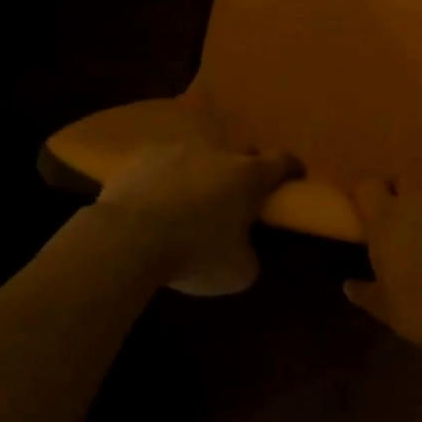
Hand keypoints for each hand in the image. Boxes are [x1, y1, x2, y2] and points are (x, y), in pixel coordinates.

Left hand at [97, 142, 300, 295]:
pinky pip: (161, 163)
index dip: (292, 169)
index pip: (284, 161)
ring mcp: (178, 149)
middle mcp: (218, 153)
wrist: (128, 238)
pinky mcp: (142, 155)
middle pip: (241, 153)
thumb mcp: (238, 273)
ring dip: (201, 173)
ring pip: (199, 155)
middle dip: (244, 171)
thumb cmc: (194, 254)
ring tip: (189, 200)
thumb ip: (250, 255)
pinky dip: (164, 177)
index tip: (293, 179)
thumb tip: (245, 250)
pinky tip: (153, 200)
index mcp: (249, 176)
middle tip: (236, 198)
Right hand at [345, 181, 421, 363]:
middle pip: (403, 183)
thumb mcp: (389, 311)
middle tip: (405, 227)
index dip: (367, 197)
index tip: (368, 213)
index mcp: (388, 219)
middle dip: (401, 199)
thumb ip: (366, 292)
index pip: (367, 187)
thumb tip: (349, 284)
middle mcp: (421, 200)